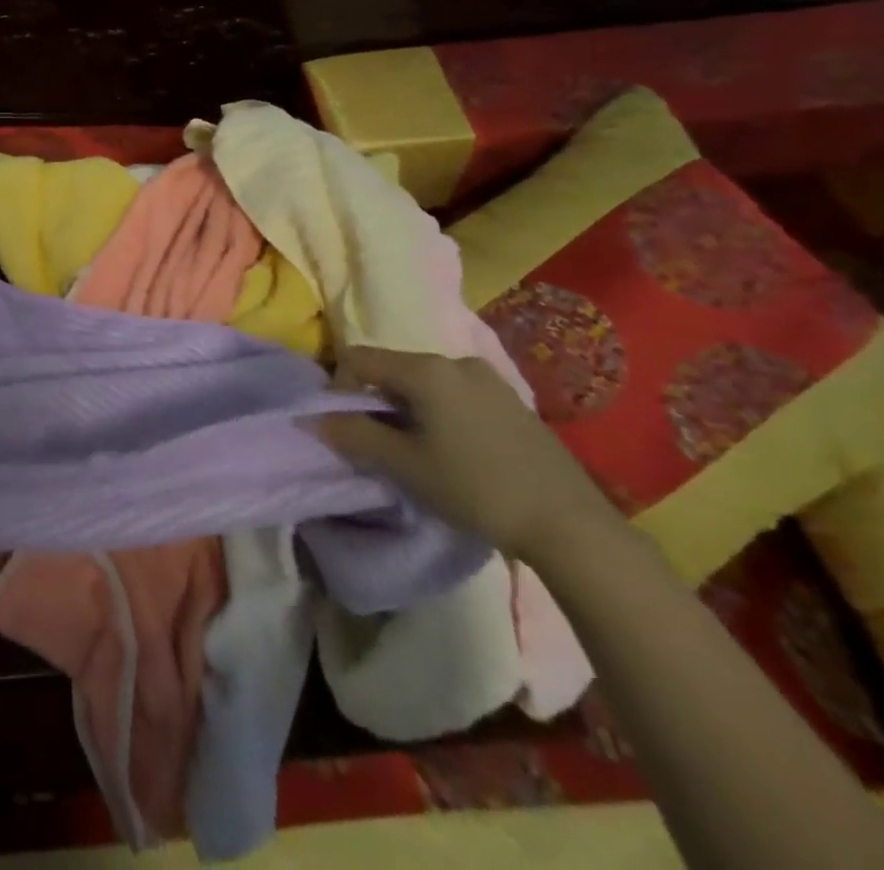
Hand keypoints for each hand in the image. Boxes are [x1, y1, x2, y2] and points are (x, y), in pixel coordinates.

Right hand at [315, 345, 619, 563]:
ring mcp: (489, 378)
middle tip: (379, 442)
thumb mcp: (406, 465)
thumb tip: (313, 418)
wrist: (570, 523)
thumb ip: (355, 435)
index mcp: (425, 370)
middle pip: (393, 368)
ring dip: (408, 407)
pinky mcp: (511, 399)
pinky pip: (456, 393)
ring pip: (425, 382)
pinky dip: (439, 411)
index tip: (345, 425)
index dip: (339, 387)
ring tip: (416, 449)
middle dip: (375, 399)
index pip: (358, 358)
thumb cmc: (476, 488)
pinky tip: (454, 450)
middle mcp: (455, 361)